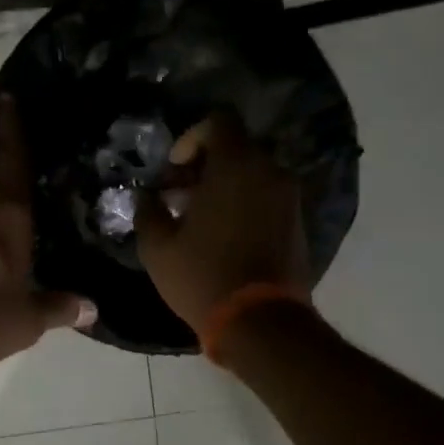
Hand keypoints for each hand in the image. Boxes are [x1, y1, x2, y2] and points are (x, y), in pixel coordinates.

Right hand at [135, 112, 310, 335]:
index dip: (191, 138)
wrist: (261, 323)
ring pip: (252, 173)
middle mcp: (269, 171)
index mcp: (235, 166)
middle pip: (236, 147)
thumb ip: (147, 211)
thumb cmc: (202, 276)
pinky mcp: (297, 222)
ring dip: (224, 185)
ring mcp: (288, 197)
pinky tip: (222, 235)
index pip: (219, 121)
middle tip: (178, 196)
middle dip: (204, 165)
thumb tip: (146, 196)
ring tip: (198, 219)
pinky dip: (244, 203)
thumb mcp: (157, 247)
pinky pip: (266, 196)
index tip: (174, 170)